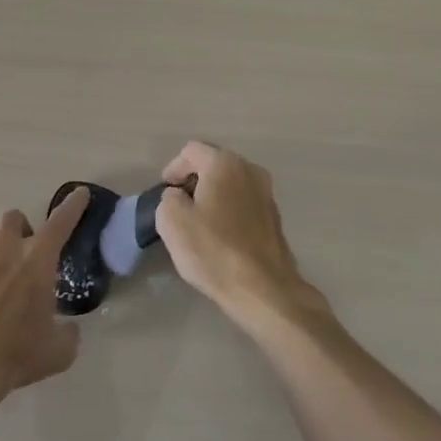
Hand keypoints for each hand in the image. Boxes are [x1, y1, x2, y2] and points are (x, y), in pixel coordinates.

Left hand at [0, 190, 91, 419]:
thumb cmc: (15, 354)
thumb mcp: (58, 351)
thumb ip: (69, 334)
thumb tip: (70, 328)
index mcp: (36, 259)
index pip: (61, 222)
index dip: (72, 205)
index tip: (79, 194)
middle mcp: (4, 248)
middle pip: (14, 217)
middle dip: (21, 229)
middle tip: (24, 252)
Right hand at [156, 141, 327, 333]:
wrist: (263, 289)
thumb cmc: (213, 250)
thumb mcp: (172, 221)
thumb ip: (169, 198)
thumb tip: (179, 197)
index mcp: (224, 163)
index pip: (191, 151)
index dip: (173, 168)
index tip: (165, 193)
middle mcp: (249, 169)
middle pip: (213, 164)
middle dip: (193, 180)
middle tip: (178, 205)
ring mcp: (266, 193)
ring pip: (230, 184)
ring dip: (212, 196)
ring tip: (198, 222)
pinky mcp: (274, 218)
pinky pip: (243, 203)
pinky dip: (229, 211)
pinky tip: (220, 236)